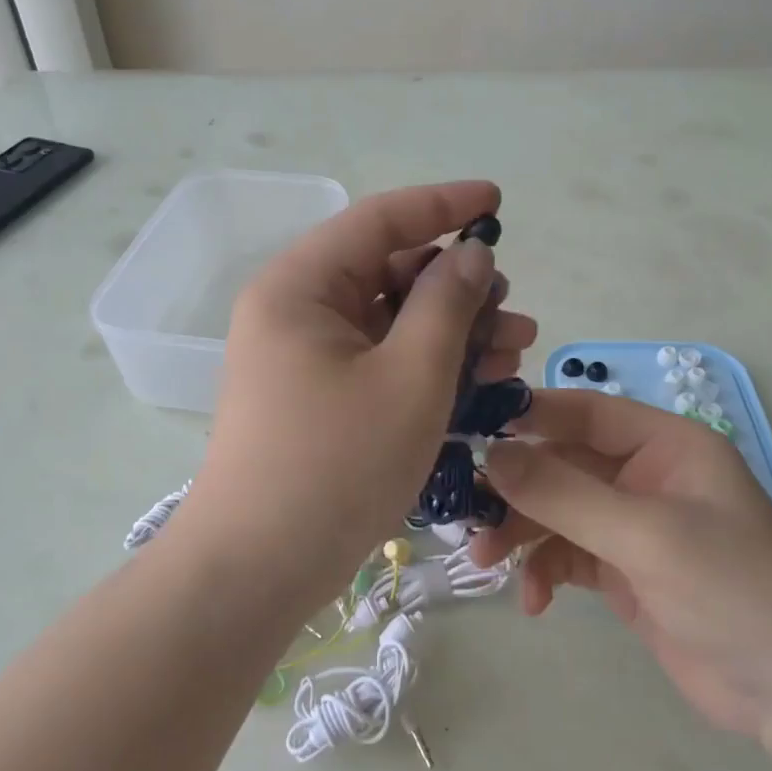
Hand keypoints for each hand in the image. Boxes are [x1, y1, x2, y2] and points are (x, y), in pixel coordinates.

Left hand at [185, 182, 536, 610]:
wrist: (258, 569)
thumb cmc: (336, 466)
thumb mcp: (410, 378)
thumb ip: (446, 304)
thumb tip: (470, 254)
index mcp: (300, 285)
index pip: (380, 219)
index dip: (444, 205)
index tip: (498, 201)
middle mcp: (295, 309)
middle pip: (386, 270)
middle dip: (456, 285)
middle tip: (514, 309)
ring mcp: (302, 355)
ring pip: (389, 319)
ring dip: (451, 329)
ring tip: (514, 349)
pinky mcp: (315, 394)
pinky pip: (378, 359)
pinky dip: (425, 364)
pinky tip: (478, 380)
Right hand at [470, 389, 771, 745]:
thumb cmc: (733, 590)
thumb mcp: (645, 534)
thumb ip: (564, 493)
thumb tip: (490, 456)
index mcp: (664, 444)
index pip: (584, 411)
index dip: (528, 416)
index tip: (470, 432)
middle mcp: (644, 476)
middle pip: (561, 464)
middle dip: (515, 489)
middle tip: (466, 512)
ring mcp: (632, 526)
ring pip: (556, 511)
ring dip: (520, 534)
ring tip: (485, 563)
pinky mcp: (623, 571)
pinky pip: (567, 555)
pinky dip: (545, 572)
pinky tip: (534, 603)